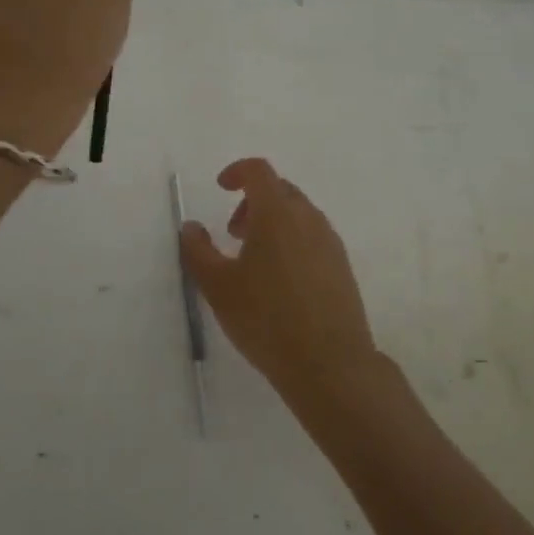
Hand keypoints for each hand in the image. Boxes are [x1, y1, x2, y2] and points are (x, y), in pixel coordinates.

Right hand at [180, 159, 384, 413]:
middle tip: (233, 234)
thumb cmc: (266, 319)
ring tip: (254, 261)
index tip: (221, 188)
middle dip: (253, 201)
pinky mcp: (342, 266)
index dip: (237, 171)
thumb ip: (198, 251)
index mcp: (277, 213)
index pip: (259, 171)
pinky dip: (292, 241)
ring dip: (273, 223)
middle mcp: (308, 218)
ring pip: (299, 214)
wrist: (330, 363)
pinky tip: (280, 281)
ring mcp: (330, 242)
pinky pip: (313, 237)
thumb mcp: (218, 287)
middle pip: (280, 190)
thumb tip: (191, 227)